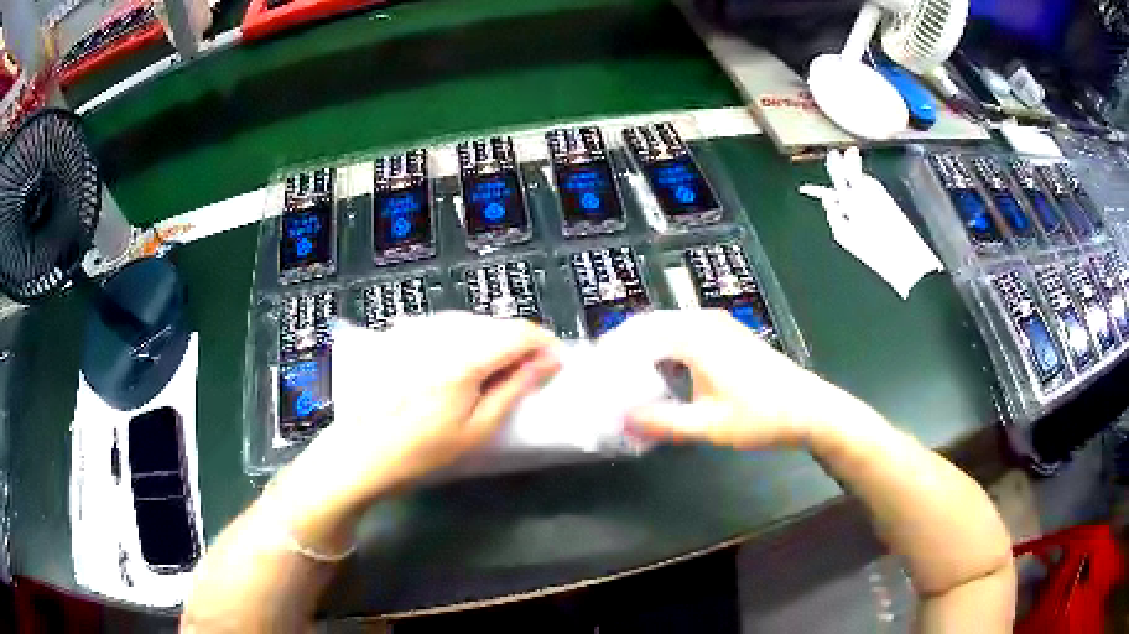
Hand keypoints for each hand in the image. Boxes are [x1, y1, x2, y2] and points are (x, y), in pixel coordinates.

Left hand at [275, 312, 560, 521]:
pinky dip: (465, 343)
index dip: (544, 344)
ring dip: (492, 344)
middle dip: (519, 345)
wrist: (361, 452)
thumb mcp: (477, 428)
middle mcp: (443, 334)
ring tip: (494, 377)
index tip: (555, 363)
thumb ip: (515, 389)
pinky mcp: (404, 336)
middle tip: (527, 376)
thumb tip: (548, 362)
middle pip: (496, 325)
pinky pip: (448, 329)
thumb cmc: (423, 449)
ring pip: (472, 324)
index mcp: (465, 358)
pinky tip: (459, 371)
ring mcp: (419, 331)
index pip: (519, 332)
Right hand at [606, 310, 857, 448]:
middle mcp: (704, 321)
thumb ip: (661, 422)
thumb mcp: (708, 426)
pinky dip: (665, 350)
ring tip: (626, 379)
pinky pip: (684, 333)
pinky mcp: (728, 335)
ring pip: (667, 328)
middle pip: (650, 326)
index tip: (594, 376)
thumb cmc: (761, 416)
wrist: (809, 409)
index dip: (613, 354)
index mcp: (695, 336)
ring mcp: (718, 325)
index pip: (639, 334)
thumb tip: (620, 419)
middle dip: (625, 349)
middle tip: (606, 380)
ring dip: (645, 349)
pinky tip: (662, 375)